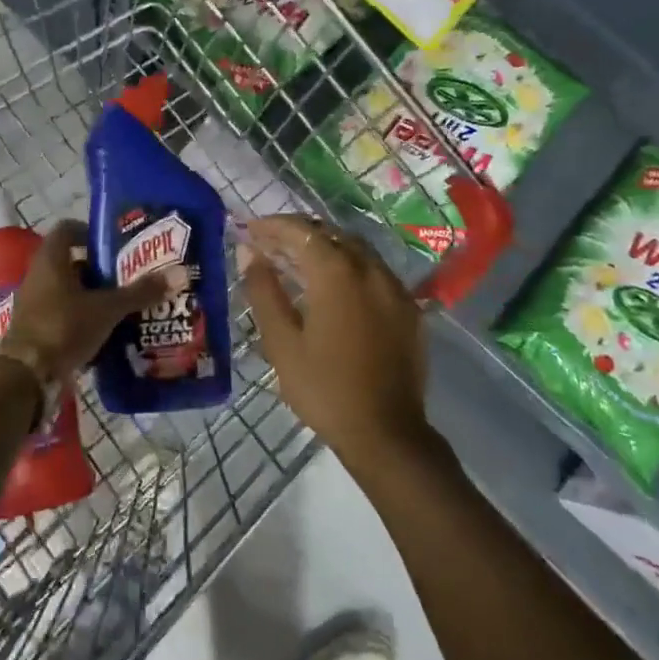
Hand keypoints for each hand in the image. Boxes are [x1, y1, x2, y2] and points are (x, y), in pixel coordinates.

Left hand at [0, 220, 182, 387]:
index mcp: (51, 260)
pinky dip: (84, 318)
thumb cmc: (63, 328)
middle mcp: (39, 275)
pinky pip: (65, 314)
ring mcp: (35, 303)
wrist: (26, 376)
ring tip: (125, 303)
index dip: (91, 232)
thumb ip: (141, 292)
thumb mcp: (107, 309)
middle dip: (101, 268)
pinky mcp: (37, 328)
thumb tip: (180, 273)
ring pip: (69, 290)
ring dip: (93, 295)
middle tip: (130, 275)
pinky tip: (108, 329)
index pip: (68, 229)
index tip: (117, 245)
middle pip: (72, 262)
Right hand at [241, 215, 430, 465]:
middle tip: (270, 242)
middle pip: (332, 234)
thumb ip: (264, 292)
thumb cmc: (324, 389)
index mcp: (337, 274)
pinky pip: (376, 272)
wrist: (386, 433)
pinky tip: (336, 286)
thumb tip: (249, 254)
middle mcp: (371, 270)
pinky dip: (350, 267)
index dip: (273, 226)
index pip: (302, 232)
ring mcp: (395, 288)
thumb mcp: (282, 342)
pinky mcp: (409, 309)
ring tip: (298, 260)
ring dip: (326, 247)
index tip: (249, 228)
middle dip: (299, 232)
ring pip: (357, 250)